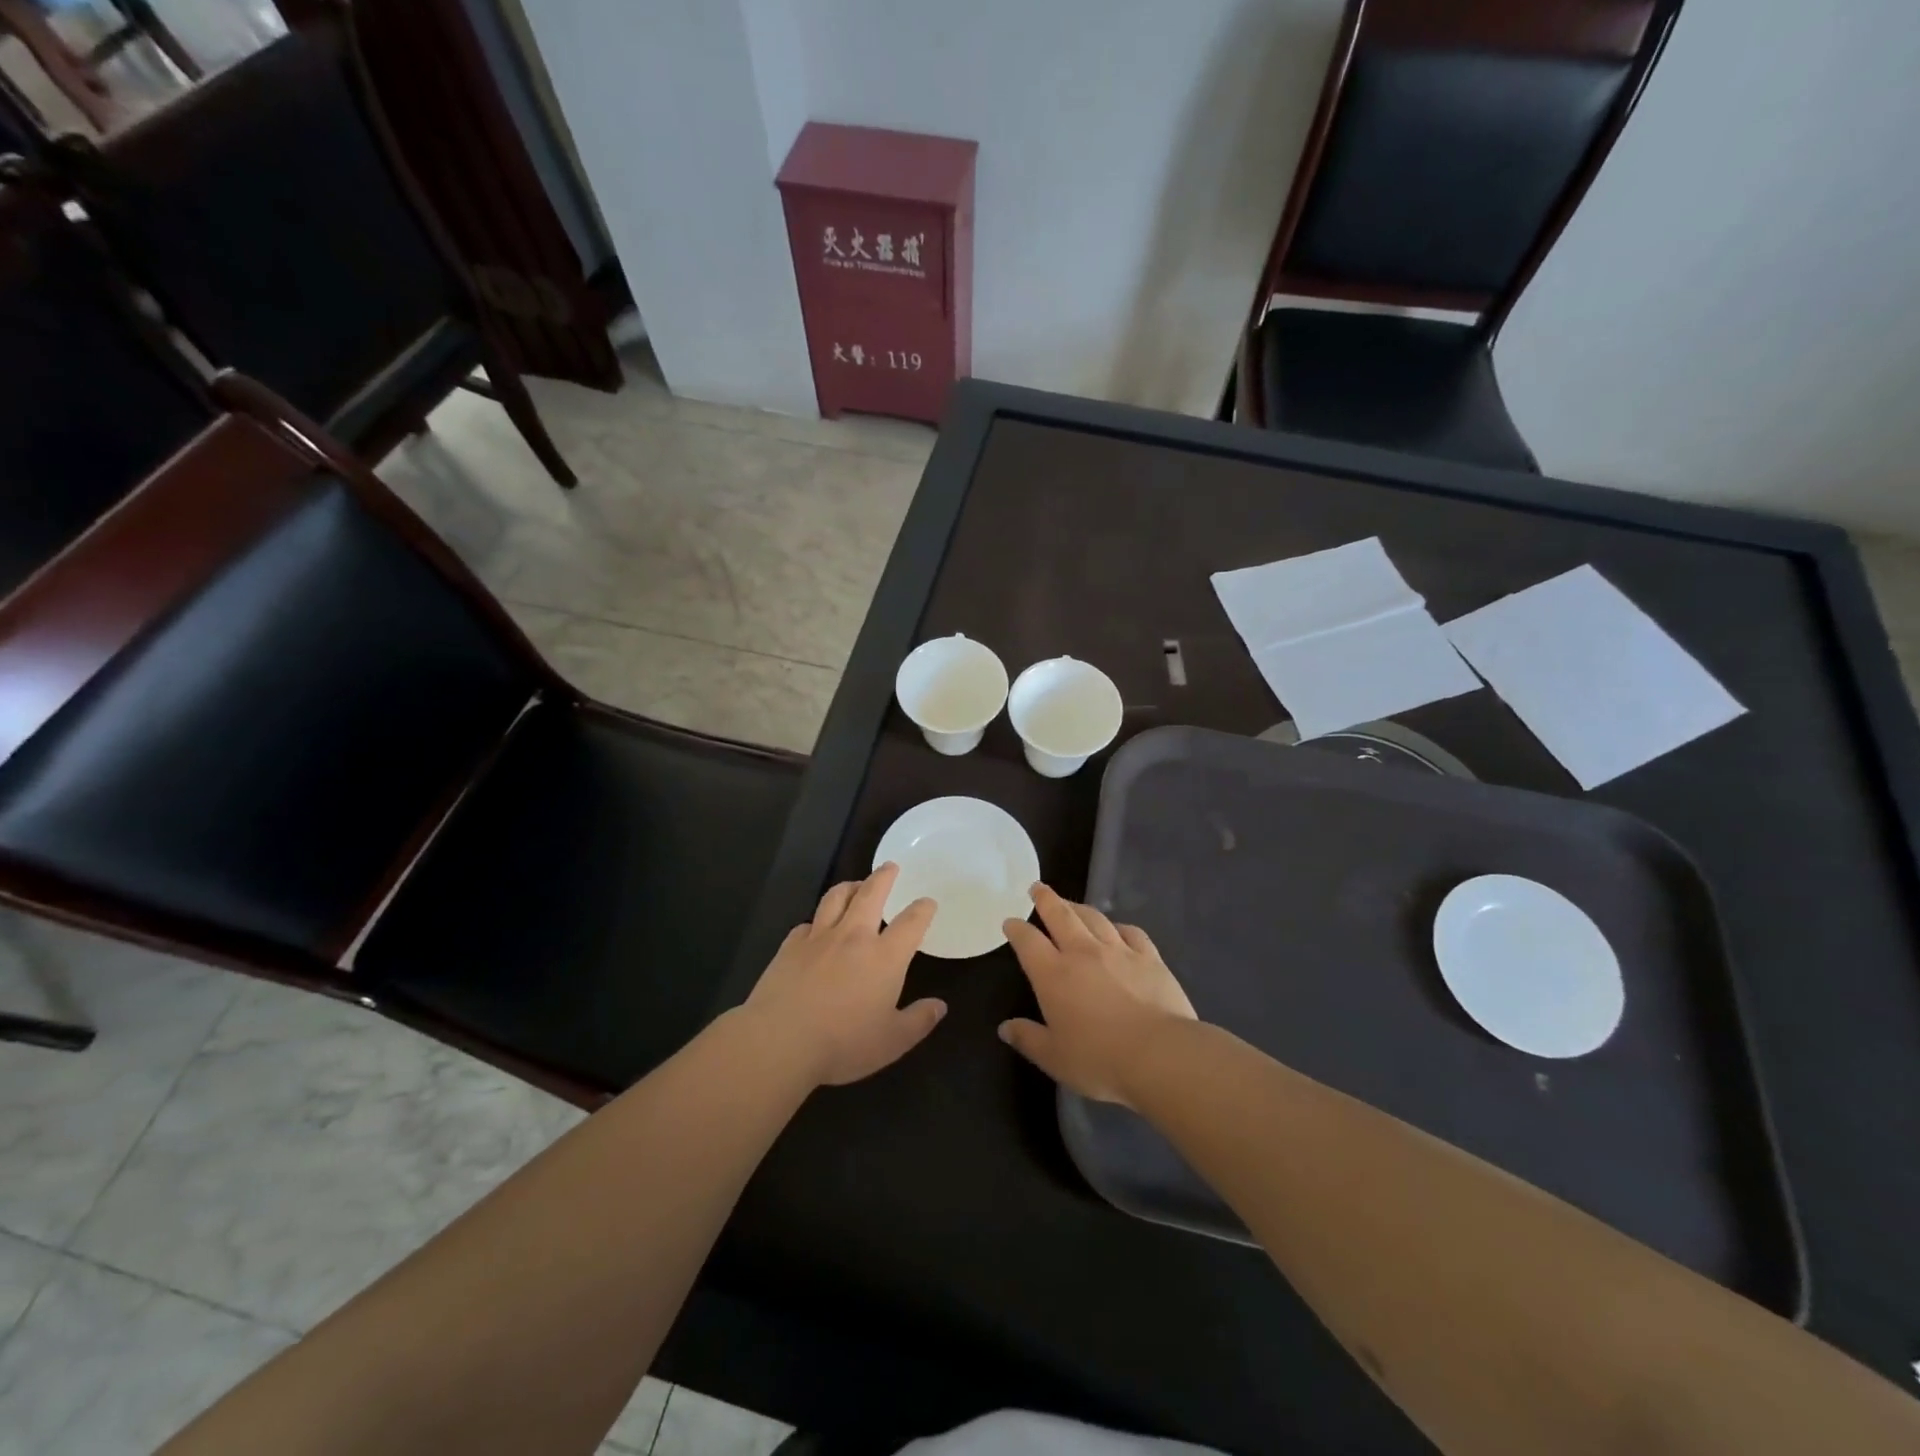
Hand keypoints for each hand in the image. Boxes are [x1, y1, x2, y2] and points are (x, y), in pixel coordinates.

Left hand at [744, 863, 944, 1086]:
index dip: (923, 909)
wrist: (780, 1040)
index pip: (911, 922)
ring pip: (836, 898)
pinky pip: (806, 924)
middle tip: (890, 866)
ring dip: (849, 887)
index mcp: (885, 957)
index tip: (927, 902)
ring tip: (855, 885)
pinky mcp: (790, 947)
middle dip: (883, 877)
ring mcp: (819, 938)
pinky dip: (816, 921)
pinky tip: (815, 928)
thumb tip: (939, 1006)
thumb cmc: (843, 1043)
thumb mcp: (892, 1041)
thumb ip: (919, 1021)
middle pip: (871, 894)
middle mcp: (854, 937)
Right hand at [1000, 884, 1197, 1107]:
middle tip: (1038, 887)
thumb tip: (1005, 1028)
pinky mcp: (1149, 957)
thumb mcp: (1054, 1058)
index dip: (1016, 929)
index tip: (1010, 922)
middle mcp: (1083, 953)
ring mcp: (1118, 951)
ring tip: (1071, 904)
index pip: (1028, 942)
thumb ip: (1028, 1039)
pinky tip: (1117, 929)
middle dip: (1046, 899)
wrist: (1160, 1054)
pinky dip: (1119, 927)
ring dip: (1078, 907)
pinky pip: (1130, 932)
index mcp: (1053, 975)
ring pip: (1094, 918)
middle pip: (1060, 915)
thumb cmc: (1100, 1059)